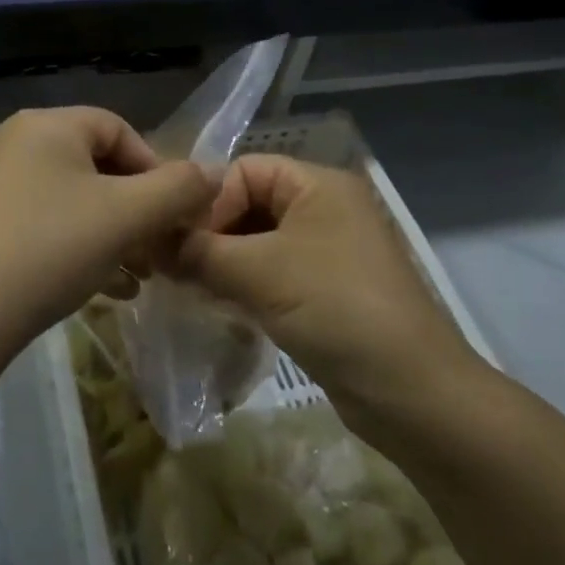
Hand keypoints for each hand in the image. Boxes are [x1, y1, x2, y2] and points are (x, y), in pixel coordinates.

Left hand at [0, 107, 219, 367]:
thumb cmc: (49, 249)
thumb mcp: (126, 216)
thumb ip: (178, 189)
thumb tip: (214, 174)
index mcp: (46, 125)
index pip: (118, 129)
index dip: (156, 168)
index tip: (174, 214)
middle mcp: (13, 142)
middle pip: (94, 166)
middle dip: (135, 208)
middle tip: (158, 250)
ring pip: (70, 200)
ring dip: (111, 233)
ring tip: (136, 275)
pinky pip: (42, 223)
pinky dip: (76, 246)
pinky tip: (99, 288)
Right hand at [177, 155, 481, 423]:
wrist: (413, 394)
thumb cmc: (337, 310)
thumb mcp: (261, 273)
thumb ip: (200, 251)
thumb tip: (152, 240)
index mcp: (317, 184)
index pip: (244, 170)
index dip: (208, 201)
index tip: (178, 243)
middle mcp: (323, 208)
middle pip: (249, 204)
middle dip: (210, 233)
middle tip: (172, 267)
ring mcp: (325, 252)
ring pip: (257, 242)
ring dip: (221, 261)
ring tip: (187, 287)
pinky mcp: (324, 291)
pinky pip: (271, 273)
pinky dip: (242, 284)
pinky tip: (216, 305)